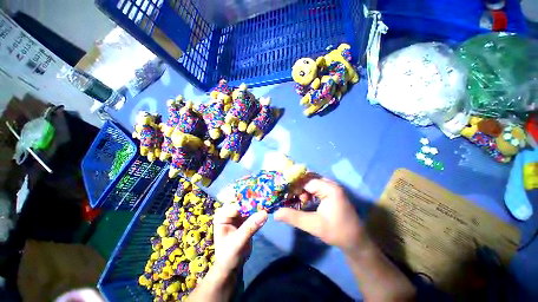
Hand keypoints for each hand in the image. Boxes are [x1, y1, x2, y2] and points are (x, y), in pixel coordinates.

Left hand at [213, 203, 267, 273]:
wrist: (231, 267)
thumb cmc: (229, 256)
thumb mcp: (238, 242)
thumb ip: (250, 227)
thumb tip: (265, 213)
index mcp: (222, 215)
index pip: (237, 204)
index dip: (249, 201)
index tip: (262, 199)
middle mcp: (229, 212)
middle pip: (243, 202)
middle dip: (254, 199)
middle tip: (267, 197)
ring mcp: (237, 214)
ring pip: (249, 205)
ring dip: (258, 204)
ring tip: (269, 201)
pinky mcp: (245, 218)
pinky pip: (253, 211)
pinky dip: (260, 210)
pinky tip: (267, 208)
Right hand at [275, 177, 370, 252]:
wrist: (356, 241)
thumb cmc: (337, 232)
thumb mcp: (314, 225)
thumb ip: (294, 217)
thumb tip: (275, 213)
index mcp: (329, 188)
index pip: (306, 180)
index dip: (293, 185)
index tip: (283, 192)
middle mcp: (330, 184)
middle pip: (308, 178)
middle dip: (297, 185)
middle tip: (288, 195)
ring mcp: (331, 187)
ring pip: (311, 181)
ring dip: (302, 188)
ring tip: (297, 199)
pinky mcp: (330, 192)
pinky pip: (315, 186)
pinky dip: (307, 191)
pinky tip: (304, 200)